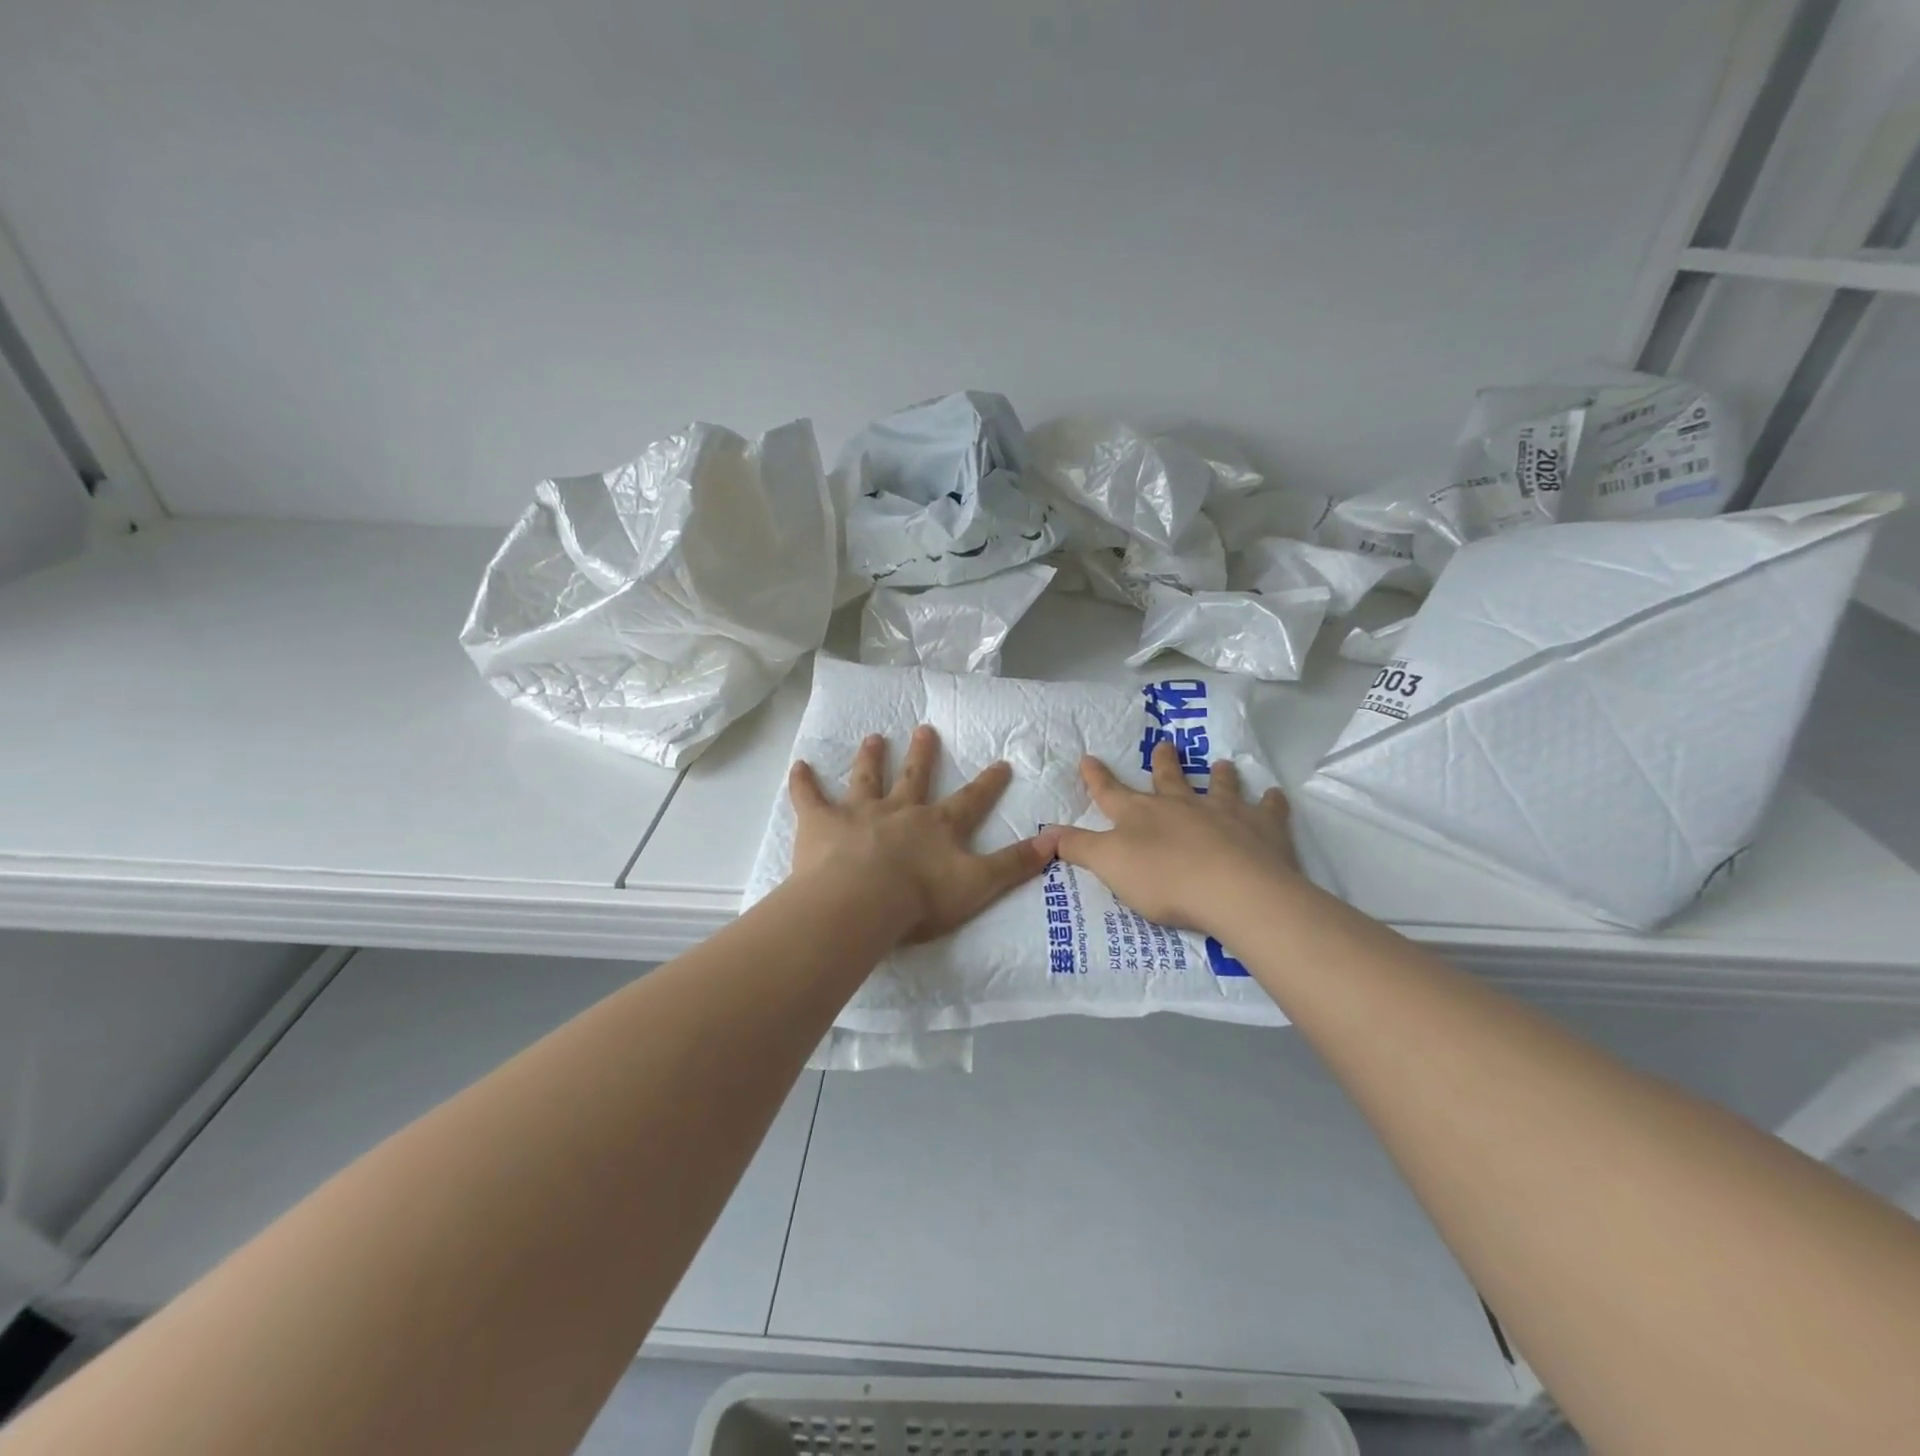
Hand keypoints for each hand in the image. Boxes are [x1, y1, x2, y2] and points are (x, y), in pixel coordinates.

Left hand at [788, 725, 1056, 945]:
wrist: (862, 902)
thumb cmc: (921, 898)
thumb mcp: (979, 885)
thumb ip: (1014, 865)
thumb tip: (1054, 842)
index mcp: (937, 825)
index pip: (970, 800)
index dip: (988, 783)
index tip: (1000, 762)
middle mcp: (900, 810)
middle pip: (914, 777)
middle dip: (922, 754)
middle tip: (924, 729)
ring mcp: (859, 813)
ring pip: (866, 779)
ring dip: (870, 758)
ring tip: (873, 737)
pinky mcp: (821, 823)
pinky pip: (809, 798)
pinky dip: (803, 782)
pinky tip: (798, 765)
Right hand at [1054, 739, 1300, 934]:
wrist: (1233, 890)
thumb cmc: (1164, 879)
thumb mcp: (1109, 864)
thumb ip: (1077, 847)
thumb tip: (1044, 831)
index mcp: (1141, 814)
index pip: (1110, 792)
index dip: (1097, 777)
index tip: (1089, 757)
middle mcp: (1181, 805)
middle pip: (1169, 779)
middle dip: (1164, 763)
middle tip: (1166, 744)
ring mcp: (1224, 813)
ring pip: (1218, 787)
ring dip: (1218, 776)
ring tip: (1221, 764)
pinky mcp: (1262, 829)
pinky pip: (1268, 810)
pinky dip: (1271, 802)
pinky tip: (1274, 795)